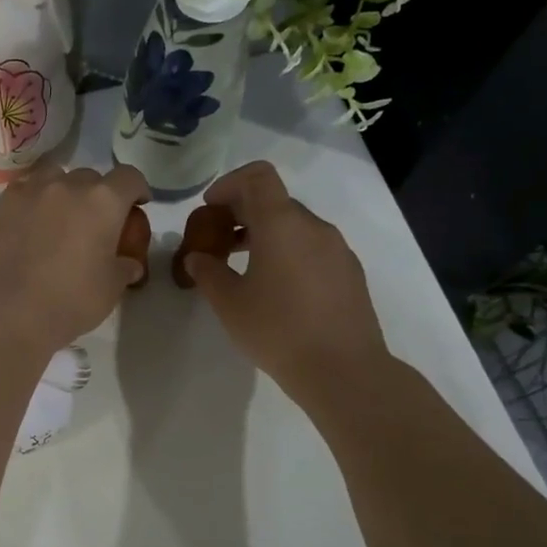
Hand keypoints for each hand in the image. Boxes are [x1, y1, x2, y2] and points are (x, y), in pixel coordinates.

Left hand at [0, 164, 150, 351]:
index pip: (129, 178)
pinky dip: (33, 202)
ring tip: (59, 218)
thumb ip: (124, 269)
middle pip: (91, 177)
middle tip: (94, 222)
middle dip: (98, 195)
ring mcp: (30, 191)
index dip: (137, 189)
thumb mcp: (110, 290)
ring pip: (54, 177)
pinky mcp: (1, 205)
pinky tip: (29, 225)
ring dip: (63, 192)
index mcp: (103, 201)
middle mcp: (68, 185)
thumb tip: (129, 265)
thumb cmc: (69, 301)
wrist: (7, 310)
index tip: (138, 204)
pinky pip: (24, 192)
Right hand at [181, 161, 389, 401]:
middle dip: (242, 213)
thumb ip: (208, 272)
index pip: (258, 177)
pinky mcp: (349, 272)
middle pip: (275, 201)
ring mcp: (337, 249)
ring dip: (265, 235)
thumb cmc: (277, 330)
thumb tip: (197, 257)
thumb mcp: (229, 303)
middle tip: (218, 242)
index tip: (210, 208)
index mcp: (282, 224)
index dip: (229, 183)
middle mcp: (314, 226)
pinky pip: (313, 248)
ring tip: (242, 266)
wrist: (342, 369)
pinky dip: (288, 252)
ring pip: (295, 226)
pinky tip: (276, 288)